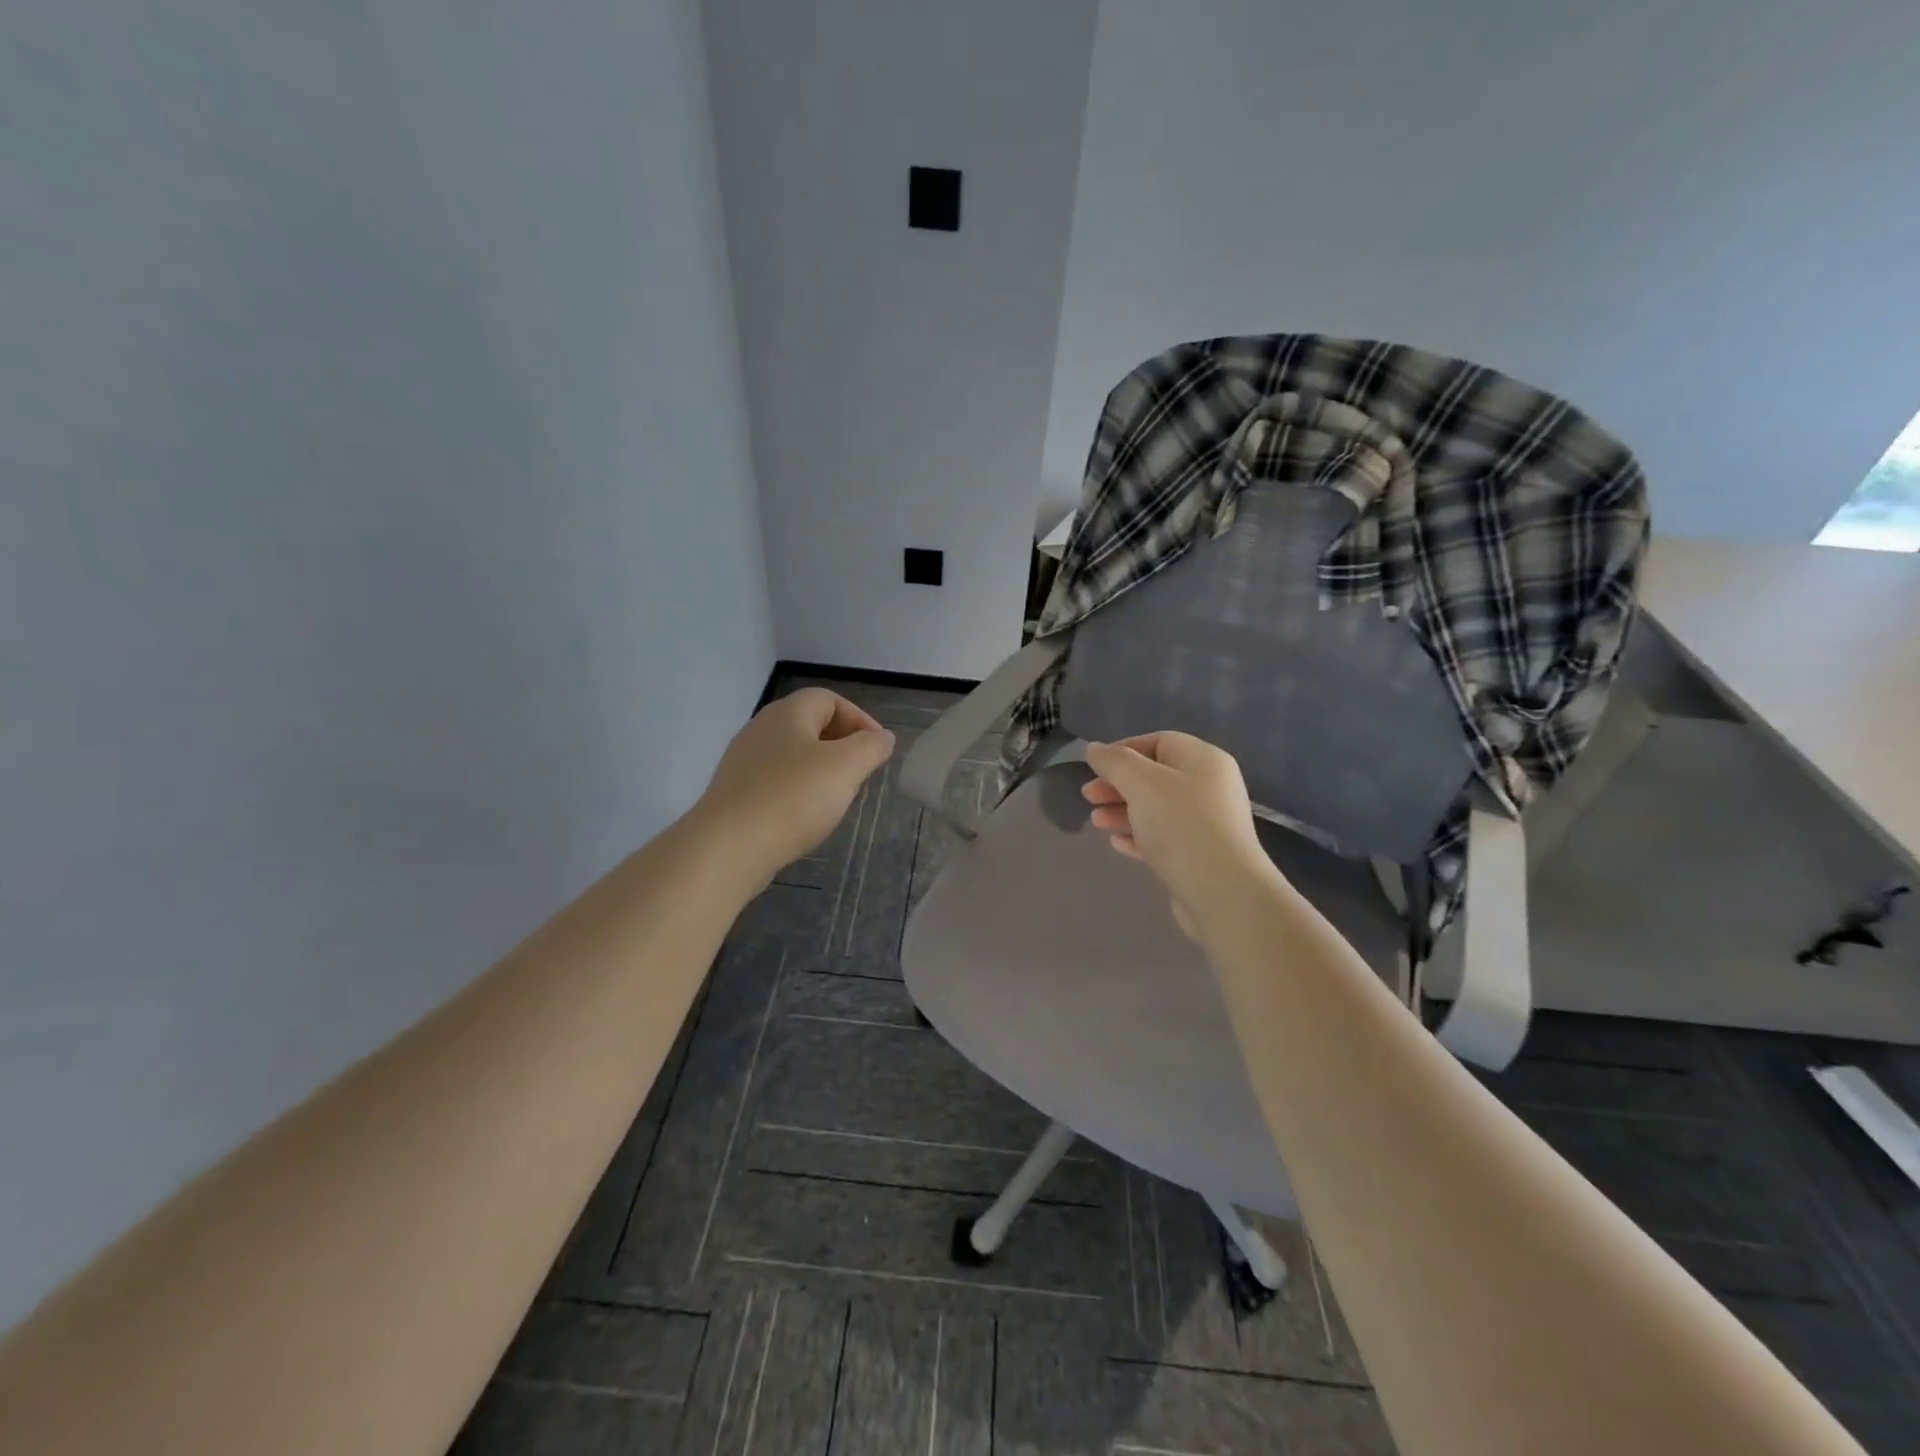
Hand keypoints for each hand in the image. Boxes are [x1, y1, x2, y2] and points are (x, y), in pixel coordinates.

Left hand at [693, 688, 895, 883]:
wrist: (728, 847)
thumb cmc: (793, 798)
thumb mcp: (846, 767)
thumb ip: (871, 747)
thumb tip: (882, 737)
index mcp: (788, 713)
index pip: (830, 699)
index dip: (860, 719)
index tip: (878, 750)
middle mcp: (761, 728)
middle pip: (810, 725)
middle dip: (842, 746)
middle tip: (861, 774)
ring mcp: (744, 761)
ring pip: (793, 755)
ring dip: (821, 771)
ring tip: (837, 798)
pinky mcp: (735, 793)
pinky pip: (776, 781)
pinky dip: (798, 791)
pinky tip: (805, 817)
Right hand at [1082, 732, 1277, 936]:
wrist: (1223, 892)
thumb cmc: (1181, 825)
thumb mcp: (1142, 783)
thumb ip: (1115, 762)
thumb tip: (1095, 749)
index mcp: (1204, 761)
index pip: (1160, 742)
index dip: (1124, 750)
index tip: (1094, 768)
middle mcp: (1210, 787)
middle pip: (1156, 776)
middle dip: (1118, 785)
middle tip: (1088, 797)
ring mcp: (1208, 823)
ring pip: (1157, 809)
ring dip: (1123, 811)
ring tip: (1097, 823)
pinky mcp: (1200, 855)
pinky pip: (1164, 837)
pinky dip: (1139, 836)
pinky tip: (1118, 844)